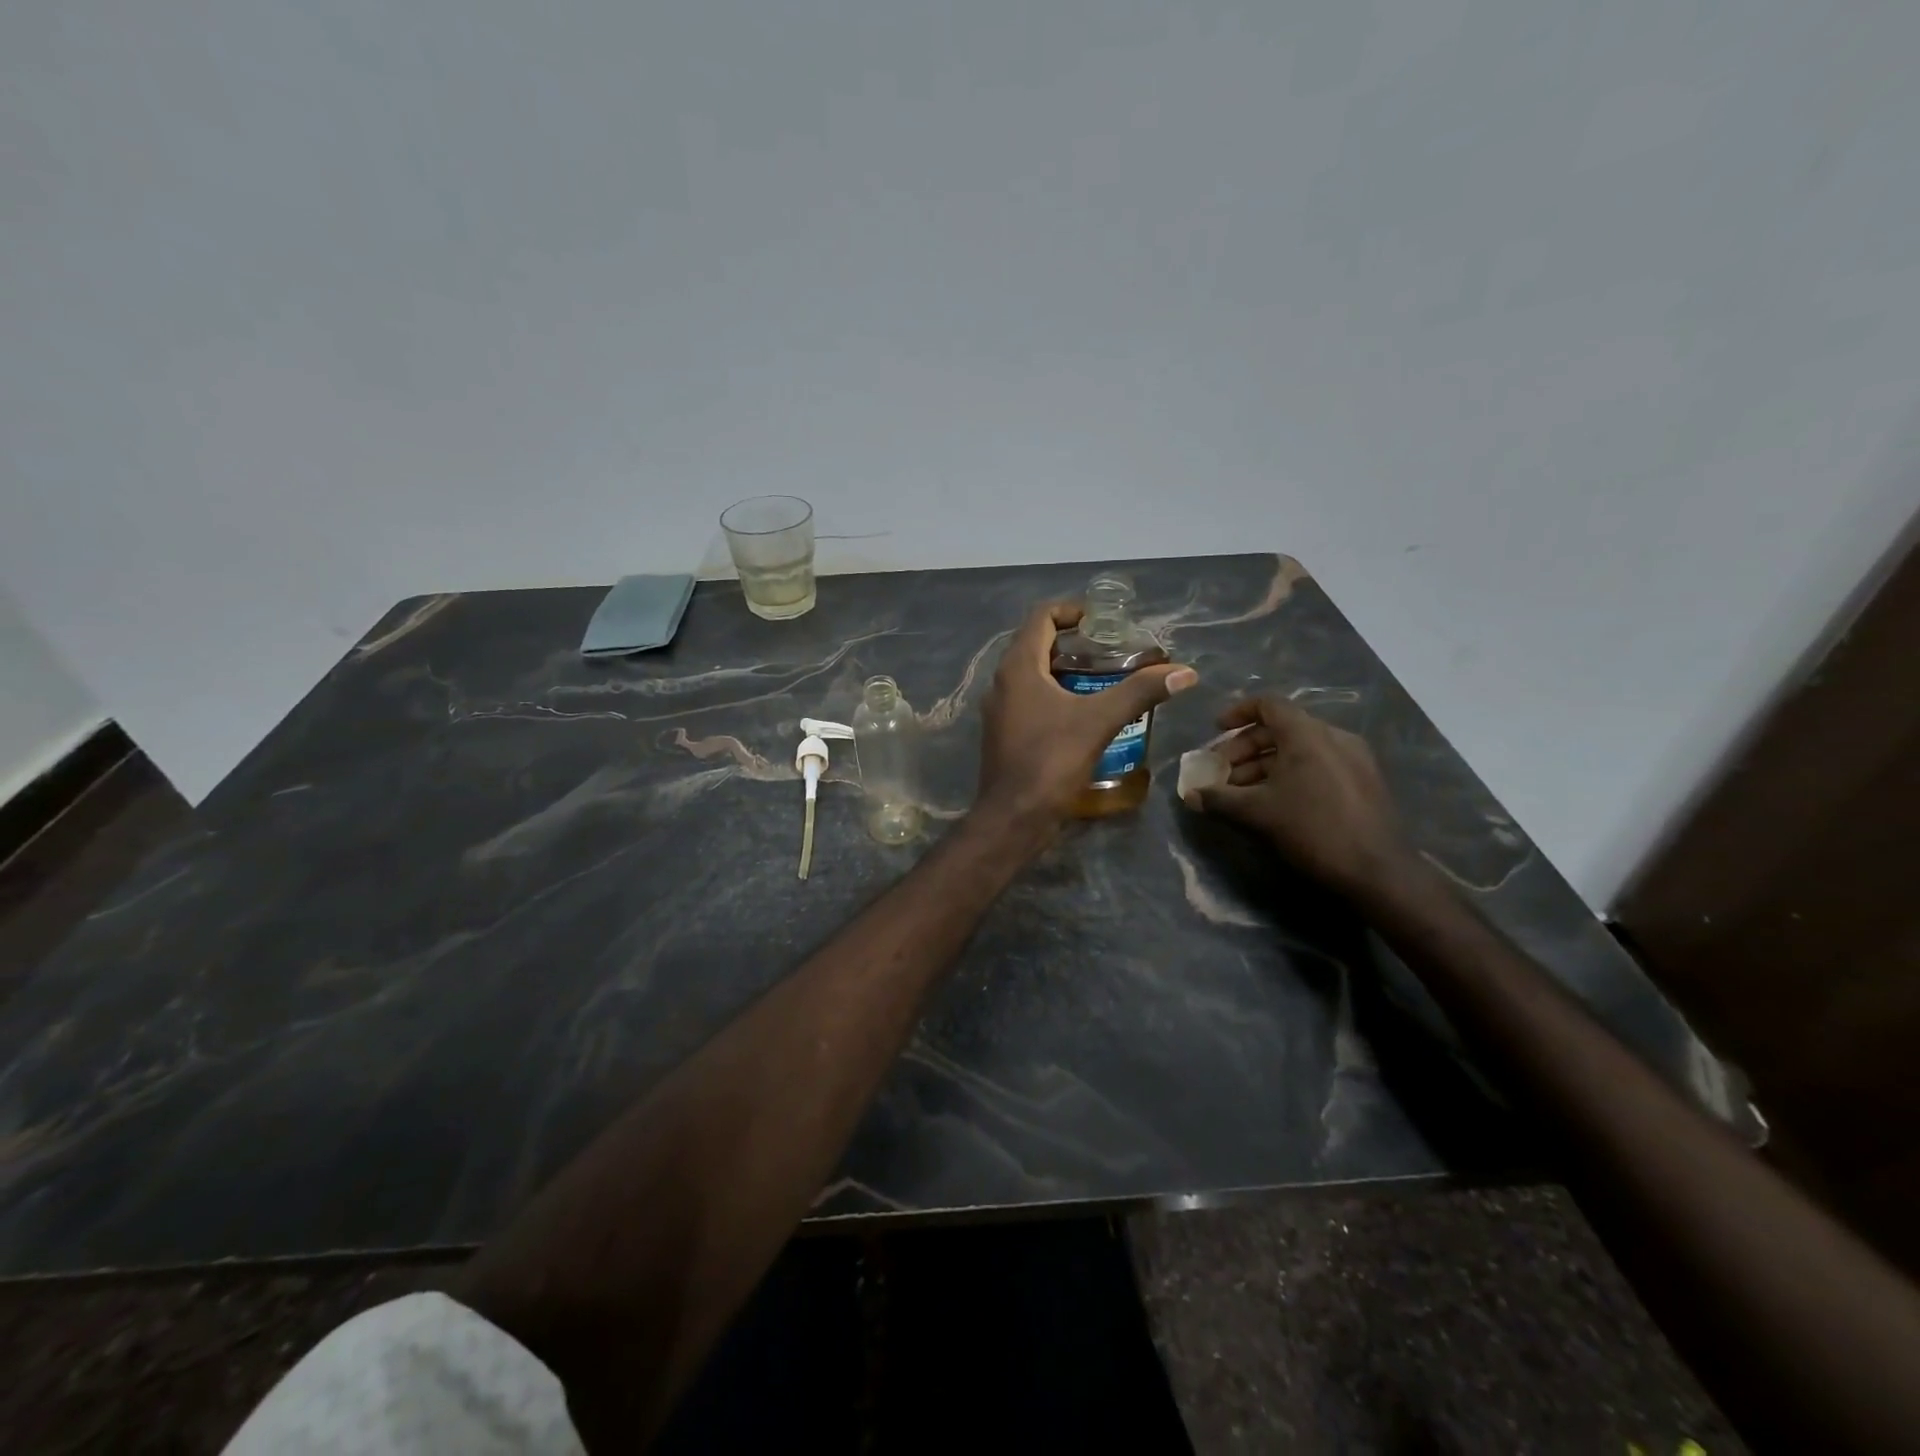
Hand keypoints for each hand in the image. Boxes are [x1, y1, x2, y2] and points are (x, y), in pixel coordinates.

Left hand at [976, 602, 1195, 828]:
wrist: (1013, 817)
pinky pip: (1030, 700)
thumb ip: (1140, 692)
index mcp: (1018, 667)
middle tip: (1112, 651)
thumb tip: (1185, 672)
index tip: (1104, 622)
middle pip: (1037, 645)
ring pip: (1033, 675)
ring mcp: (1000, 710)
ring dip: (1066, 671)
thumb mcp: (1099, 721)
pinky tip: (1085, 714)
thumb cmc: (1050, 761)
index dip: (1072, 610)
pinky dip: (1056, 696)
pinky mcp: (1004, 733)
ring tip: (1105, 680)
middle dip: (1075, 643)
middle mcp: (1002, 682)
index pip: (1041, 617)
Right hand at [1195, 696, 1416, 900]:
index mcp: (1307, 734)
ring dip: (1266, 764)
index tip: (1215, 730)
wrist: (1377, 870)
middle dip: (1245, 747)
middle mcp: (1333, 736)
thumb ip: (1219, 799)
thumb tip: (1190, 796)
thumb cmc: (1312, 828)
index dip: (1237, 713)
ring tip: (1244, 792)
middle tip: (1223, 772)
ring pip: (1299, 748)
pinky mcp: (1364, 780)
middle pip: (1281, 727)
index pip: (1268, 704)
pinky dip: (1291, 772)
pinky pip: (1318, 763)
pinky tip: (1277, 801)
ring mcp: (1353, 757)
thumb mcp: (1257, 812)